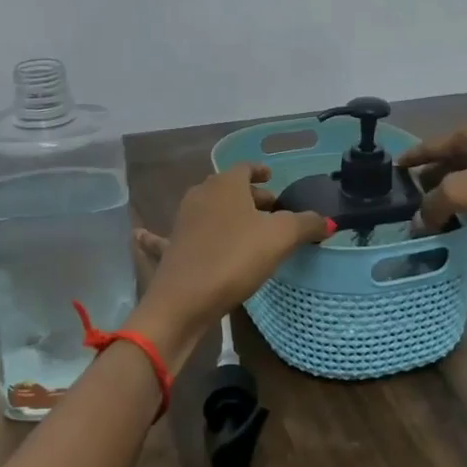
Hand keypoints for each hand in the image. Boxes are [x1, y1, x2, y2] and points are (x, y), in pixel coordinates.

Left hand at [130, 163, 330, 358]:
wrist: (185, 299)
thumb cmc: (235, 258)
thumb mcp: (280, 238)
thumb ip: (305, 224)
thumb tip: (327, 221)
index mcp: (225, 185)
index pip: (245, 168)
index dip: (260, 171)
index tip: (272, 177)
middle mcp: (200, 195)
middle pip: (228, 189)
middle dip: (249, 196)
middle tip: (271, 209)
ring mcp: (181, 221)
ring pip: (207, 210)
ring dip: (224, 214)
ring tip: (244, 226)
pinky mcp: (171, 248)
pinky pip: (167, 236)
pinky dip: (157, 235)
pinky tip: (139, 234)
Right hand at [397, 115, 466, 234]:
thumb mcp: (463, 193)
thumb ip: (433, 204)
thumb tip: (419, 221)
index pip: (432, 144)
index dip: (411, 158)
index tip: (393, 169)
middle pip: (452, 155)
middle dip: (431, 175)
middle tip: (412, 195)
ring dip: (453, 185)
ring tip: (436, 206)